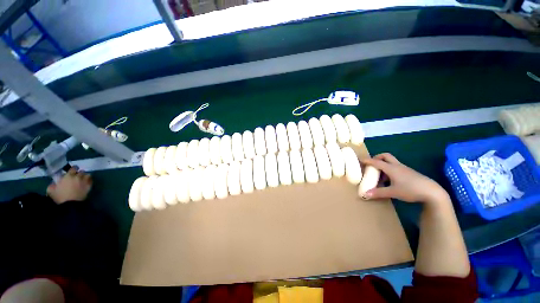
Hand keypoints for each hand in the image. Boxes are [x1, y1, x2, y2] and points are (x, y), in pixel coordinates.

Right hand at [47, 167, 92, 204]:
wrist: (71, 204)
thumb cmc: (60, 197)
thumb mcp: (51, 190)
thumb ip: (52, 184)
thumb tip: (54, 183)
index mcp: (68, 176)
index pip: (73, 168)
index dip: (73, 169)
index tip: (72, 171)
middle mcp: (78, 177)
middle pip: (81, 171)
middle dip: (79, 173)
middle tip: (76, 177)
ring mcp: (84, 181)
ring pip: (87, 175)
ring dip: (85, 176)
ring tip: (82, 179)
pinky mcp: (89, 186)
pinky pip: (91, 180)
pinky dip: (89, 180)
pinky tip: (87, 182)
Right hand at [361, 153, 448, 203]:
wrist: (432, 192)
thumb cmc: (410, 190)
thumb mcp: (392, 192)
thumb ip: (378, 193)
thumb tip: (365, 194)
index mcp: (391, 168)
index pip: (376, 162)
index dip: (367, 160)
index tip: (360, 159)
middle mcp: (397, 166)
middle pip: (385, 156)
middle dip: (377, 157)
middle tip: (372, 164)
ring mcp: (404, 169)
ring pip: (391, 162)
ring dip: (383, 165)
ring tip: (380, 176)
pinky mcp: (409, 173)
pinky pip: (396, 167)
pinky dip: (390, 170)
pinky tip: (390, 181)